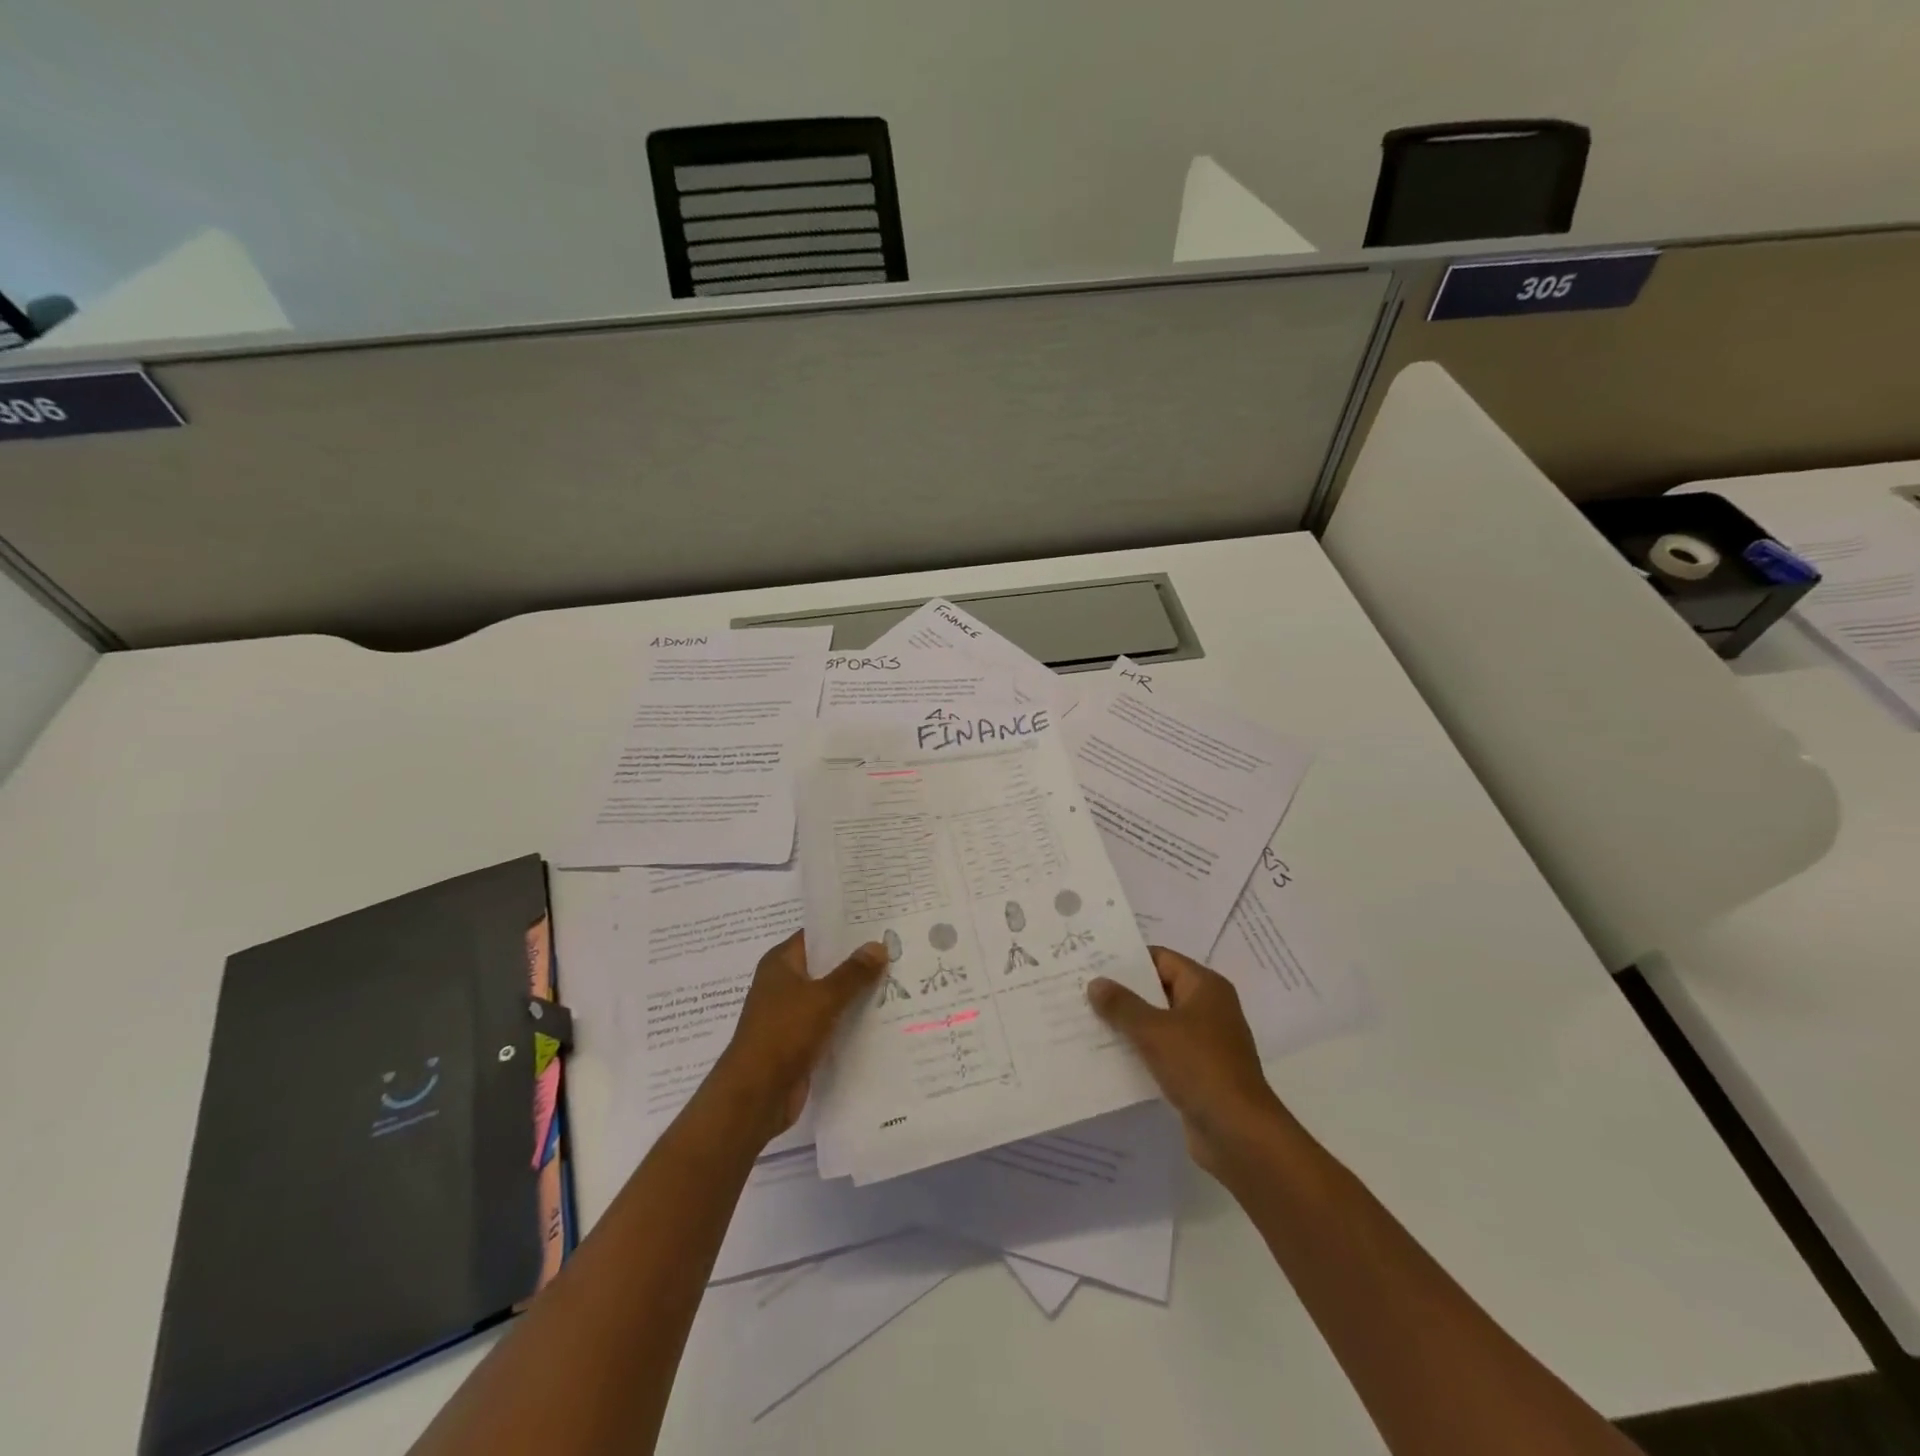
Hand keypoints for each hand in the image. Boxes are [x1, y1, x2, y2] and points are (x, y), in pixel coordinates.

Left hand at [710, 932, 887, 1145]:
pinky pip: (831, 1024)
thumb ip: (852, 973)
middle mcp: (784, 984)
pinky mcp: (800, 1042)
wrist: (755, 1096)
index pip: (816, 936)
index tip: (878, 923)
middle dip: (857, 962)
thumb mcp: (822, 998)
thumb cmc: (783, 1034)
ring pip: (830, 997)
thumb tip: (877, 945)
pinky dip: (850, 1021)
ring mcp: (791, 1015)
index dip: (845, 929)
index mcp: (780, 964)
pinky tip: (882, 1018)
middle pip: (826, 966)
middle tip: (896, 950)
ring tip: (898, 981)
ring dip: (857, 994)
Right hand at [1087, 947, 1284, 1174]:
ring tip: (1086, 1021)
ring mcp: (1204, 1042)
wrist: (1239, 1133)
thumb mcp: (1153, 1030)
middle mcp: (1208, 1008)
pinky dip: (1139, 1051)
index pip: (1160, 958)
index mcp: (1205, 986)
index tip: (1092, 962)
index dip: (1126, 959)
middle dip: (1122, 993)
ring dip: (1128, 1024)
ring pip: (1158, 1023)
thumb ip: (1122, 1005)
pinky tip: (1107, 1056)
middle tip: (1081, 991)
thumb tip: (1096, 983)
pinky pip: (1162, 1051)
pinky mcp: (1198, 1072)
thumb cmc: (1199, 1067)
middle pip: (1157, 989)